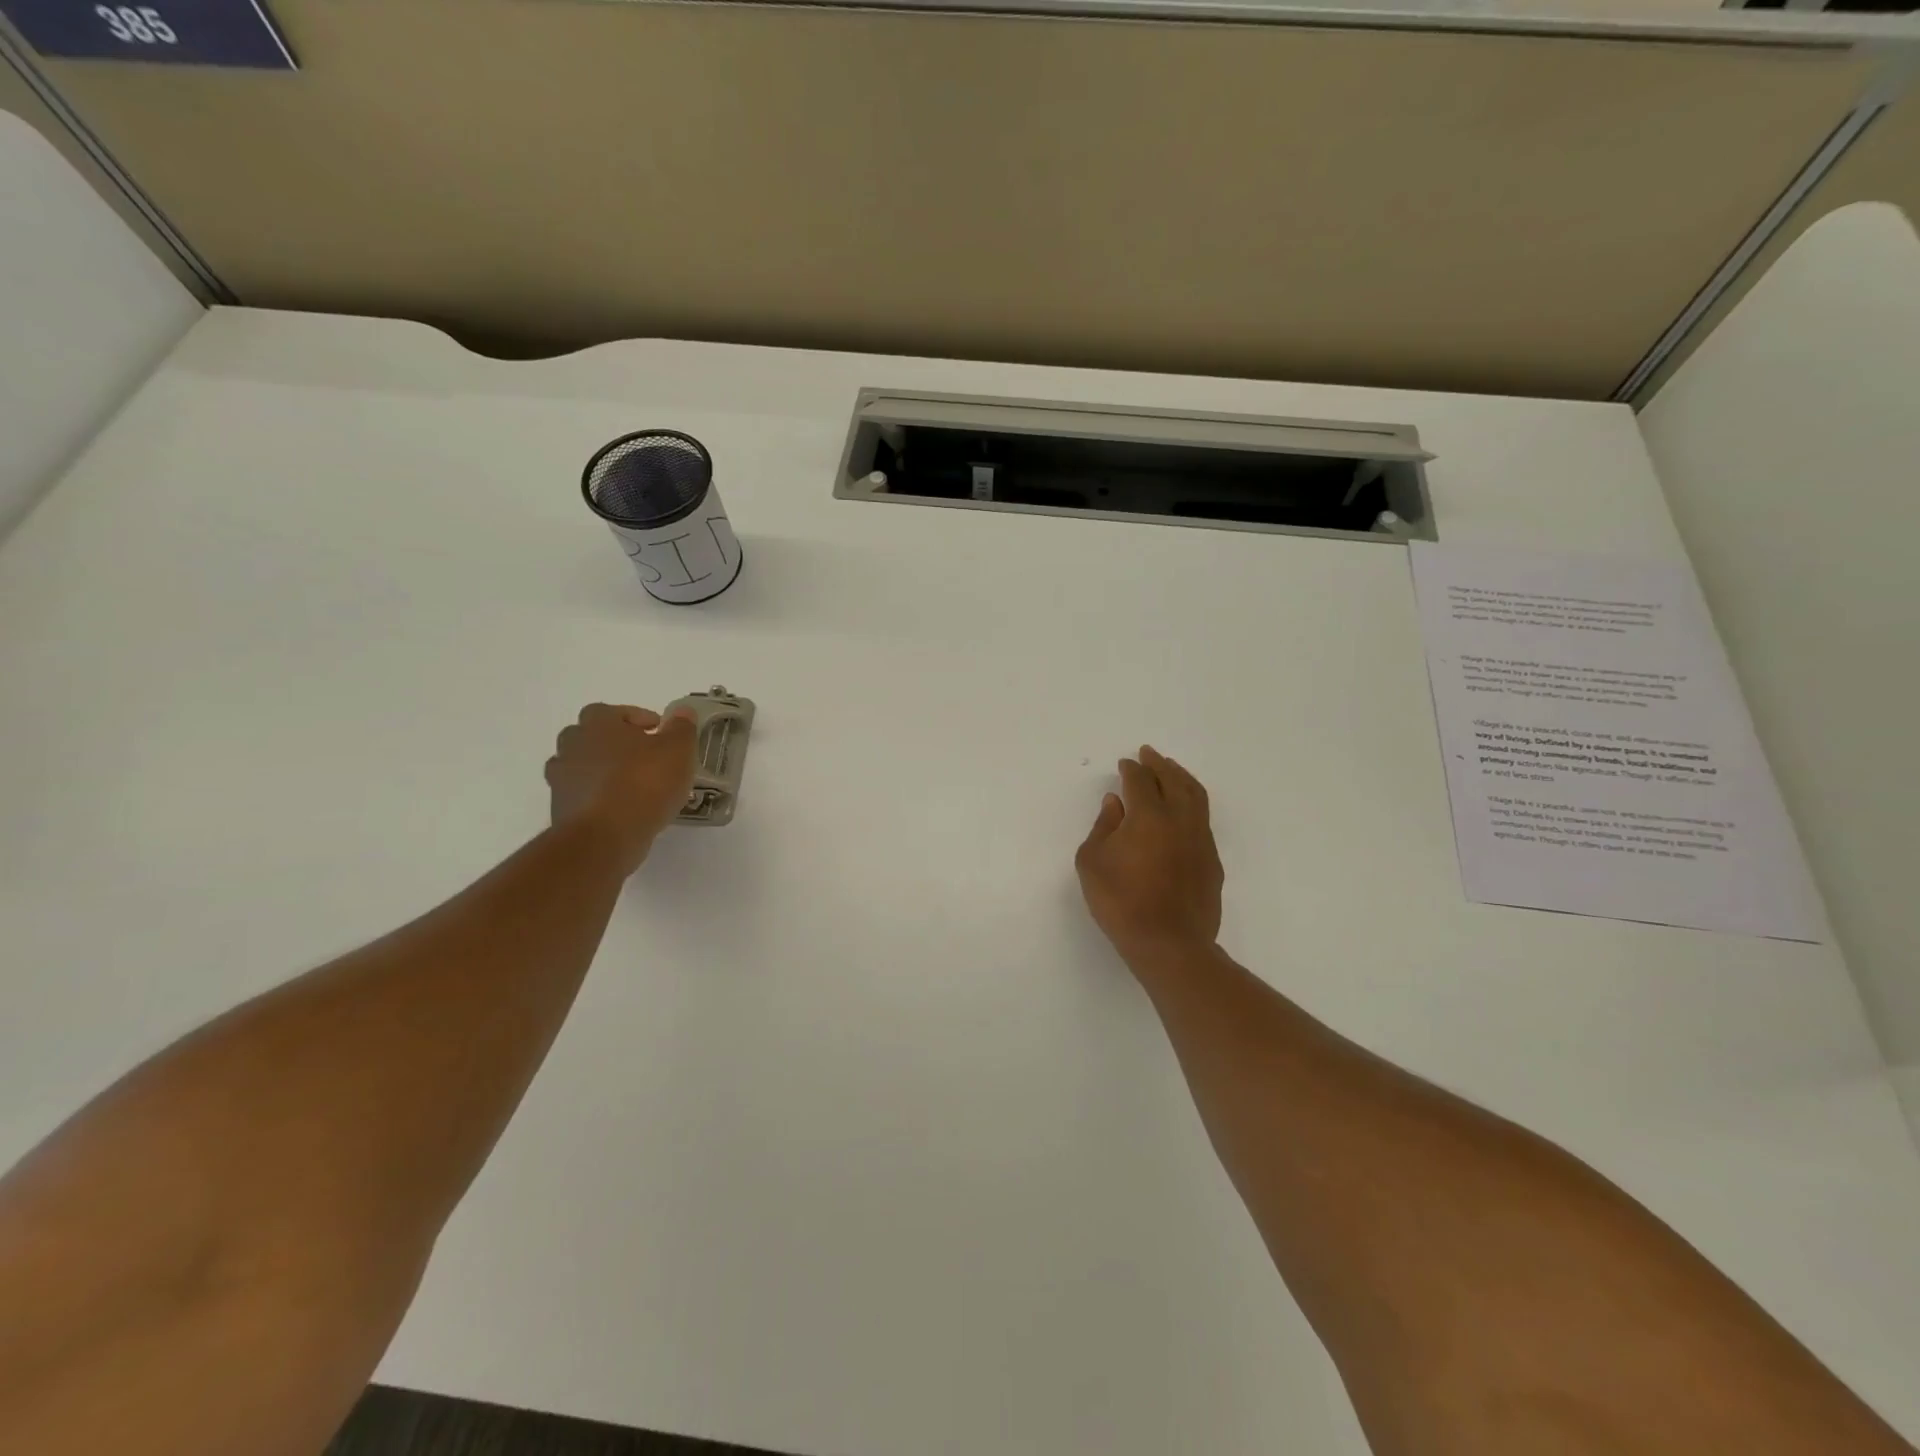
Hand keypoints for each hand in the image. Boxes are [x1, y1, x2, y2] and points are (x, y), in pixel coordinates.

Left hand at [545, 703, 697, 869]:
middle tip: (642, 755)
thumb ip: (681, 728)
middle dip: (613, 743)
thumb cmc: (644, 783)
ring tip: (632, 784)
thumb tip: (683, 711)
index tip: (657, 731)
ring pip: (581, 766)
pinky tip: (622, 808)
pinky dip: (597, 797)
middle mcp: (573, 746)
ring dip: (602, 770)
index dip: (635, 717)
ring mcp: (561, 779)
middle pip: (589, 736)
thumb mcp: (678, 750)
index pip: (610, 711)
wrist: (605, 836)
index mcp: (598, 724)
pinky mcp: (560, 809)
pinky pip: (581, 795)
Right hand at [1075, 745, 1223, 965]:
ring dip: (1181, 778)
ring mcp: (1201, 840)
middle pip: (1174, 780)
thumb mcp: (1092, 862)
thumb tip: (1116, 803)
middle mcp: (1180, 819)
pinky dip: (1192, 803)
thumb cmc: (1121, 902)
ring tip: (1171, 771)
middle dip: (1160, 764)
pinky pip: (1203, 819)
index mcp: (1149, 815)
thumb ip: (1103, 826)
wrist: (1169, 944)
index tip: (1125, 764)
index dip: (1132, 769)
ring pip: (1196, 796)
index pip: (1141, 780)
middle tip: (1150, 754)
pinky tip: (1183, 810)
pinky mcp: (1212, 861)